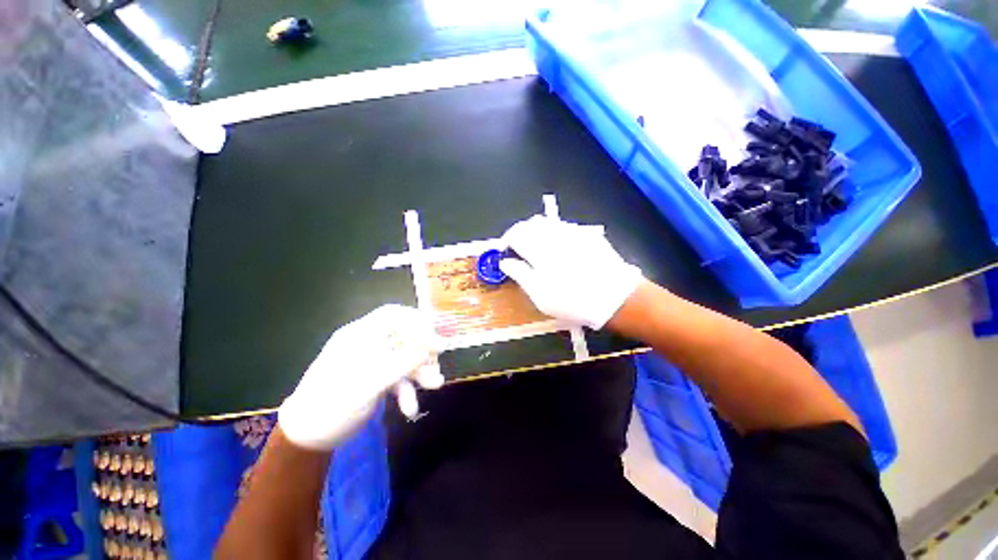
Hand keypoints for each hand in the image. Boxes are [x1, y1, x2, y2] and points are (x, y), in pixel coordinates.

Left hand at [278, 305, 442, 450]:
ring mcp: (372, 362)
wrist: (307, 439)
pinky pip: (398, 376)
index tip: (436, 333)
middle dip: (422, 352)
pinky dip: (407, 389)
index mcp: (359, 336)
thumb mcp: (369, 383)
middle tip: (438, 364)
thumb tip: (437, 344)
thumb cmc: (332, 405)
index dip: (416, 320)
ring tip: (434, 385)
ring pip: (404, 358)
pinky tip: (410, 407)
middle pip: (404, 337)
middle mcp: (367, 344)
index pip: (393, 315)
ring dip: (419, 372)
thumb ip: (404, 362)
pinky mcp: (375, 378)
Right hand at [499, 215, 642, 329]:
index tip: (507, 252)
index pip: (516, 234)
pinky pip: (564, 227)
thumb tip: (505, 262)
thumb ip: (520, 274)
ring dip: (537, 232)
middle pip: (531, 223)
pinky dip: (554, 233)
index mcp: (540, 248)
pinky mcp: (587, 234)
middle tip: (520, 250)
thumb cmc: (572, 300)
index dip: (508, 241)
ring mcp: (573, 232)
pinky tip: (559, 249)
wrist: (615, 298)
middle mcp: (555, 234)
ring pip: (548, 223)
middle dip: (521, 233)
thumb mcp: (540, 295)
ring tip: (538, 249)